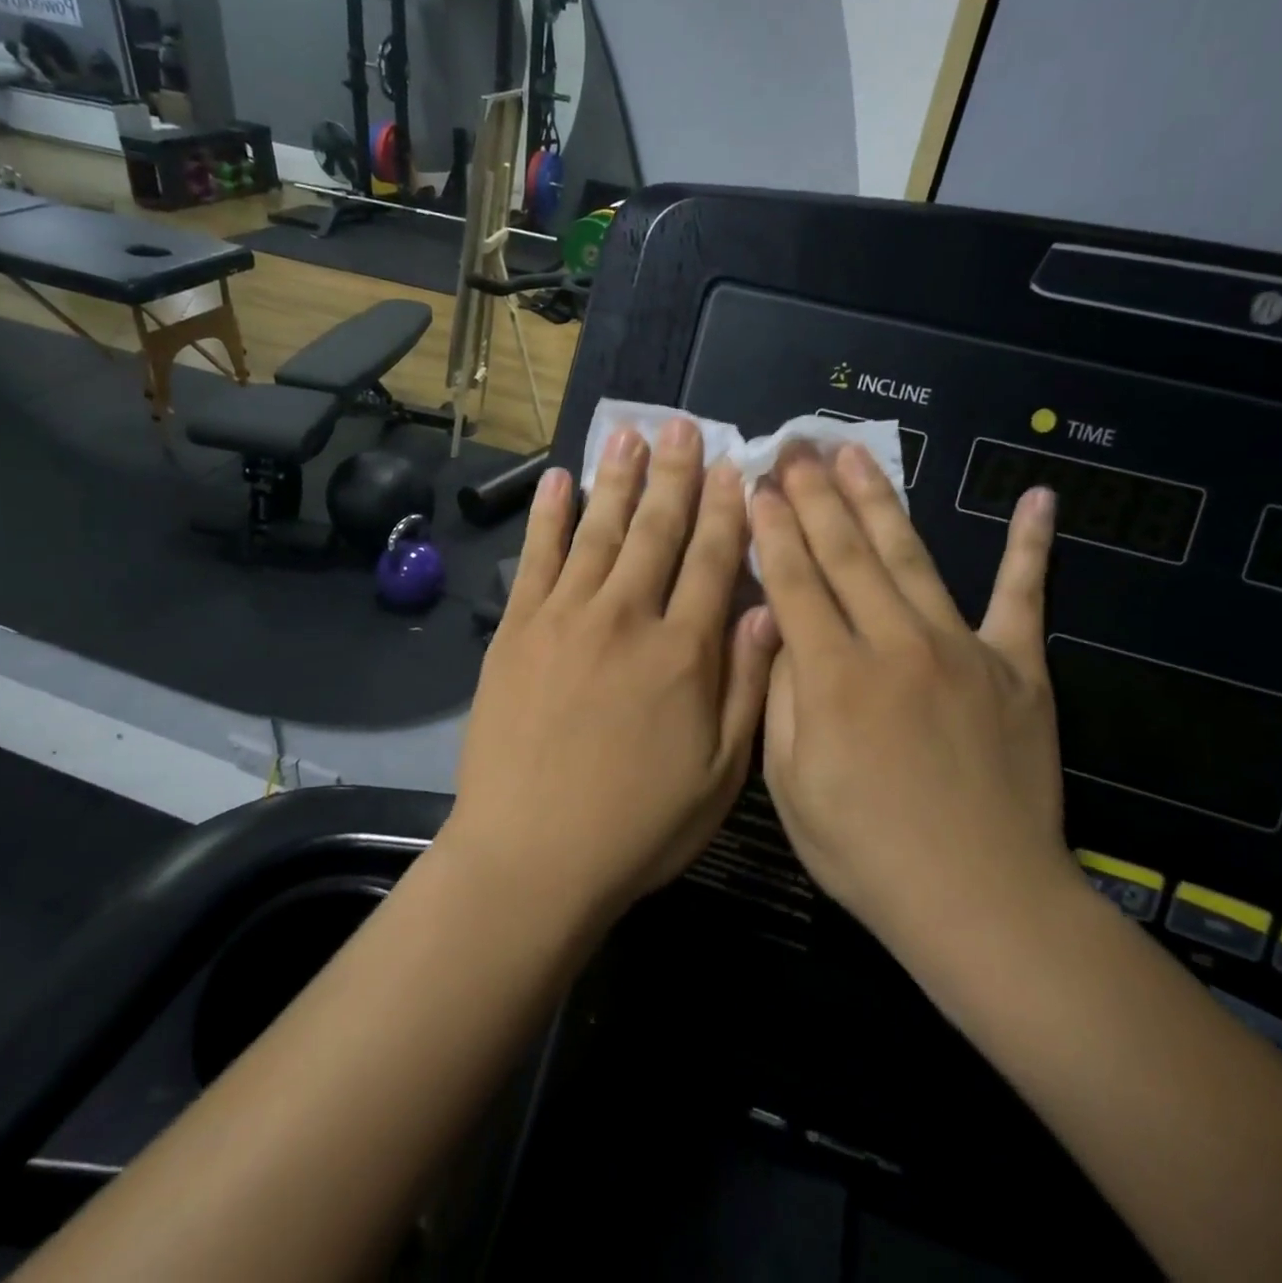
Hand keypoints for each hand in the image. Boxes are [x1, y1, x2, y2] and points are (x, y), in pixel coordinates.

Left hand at [447, 419, 778, 922]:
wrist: (531, 857)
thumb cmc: (637, 825)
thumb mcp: (720, 773)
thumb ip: (746, 683)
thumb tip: (765, 606)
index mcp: (683, 651)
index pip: (713, 559)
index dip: (727, 508)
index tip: (735, 465)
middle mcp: (626, 617)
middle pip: (657, 530)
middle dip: (675, 474)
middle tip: (683, 425)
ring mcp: (564, 618)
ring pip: (599, 531)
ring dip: (617, 479)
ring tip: (629, 434)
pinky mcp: (516, 631)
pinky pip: (536, 559)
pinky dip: (547, 516)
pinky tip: (557, 481)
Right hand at [752, 443, 1079, 958]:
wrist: (981, 900)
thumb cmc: (866, 850)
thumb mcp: (790, 784)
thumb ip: (782, 695)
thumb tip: (780, 627)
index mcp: (833, 676)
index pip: (794, 580)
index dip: (772, 527)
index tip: (757, 483)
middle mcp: (895, 644)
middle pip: (846, 553)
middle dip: (814, 494)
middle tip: (795, 446)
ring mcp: (962, 649)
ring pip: (911, 557)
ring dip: (879, 500)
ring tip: (854, 454)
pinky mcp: (1018, 669)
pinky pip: (1024, 598)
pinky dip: (1031, 548)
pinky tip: (1038, 500)